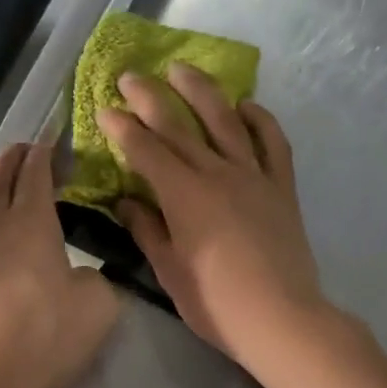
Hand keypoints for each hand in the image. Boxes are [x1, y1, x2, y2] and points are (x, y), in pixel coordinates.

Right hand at [95, 63, 332, 368]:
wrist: (282, 318)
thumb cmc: (217, 304)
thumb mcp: (170, 271)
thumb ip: (147, 230)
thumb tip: (126, 202)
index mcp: (184, 195)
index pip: (146, 150)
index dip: (122, 128)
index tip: (104, 109)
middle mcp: (217, 173)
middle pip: (179, 125)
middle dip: (150, 97)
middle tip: (130, 75)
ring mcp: (254, 176)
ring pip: (225, 121)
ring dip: (202, 91)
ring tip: (183, 69)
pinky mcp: (281, 187)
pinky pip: (273, 142)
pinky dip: (260, 119)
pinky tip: (246, 106)